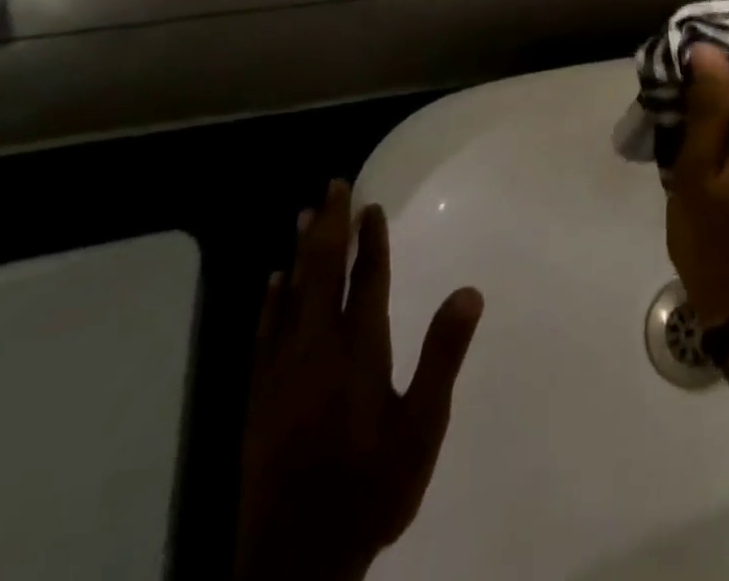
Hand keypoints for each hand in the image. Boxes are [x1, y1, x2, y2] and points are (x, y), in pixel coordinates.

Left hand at [235, 179, 483, 580]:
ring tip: (303, 215)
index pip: (365, 280)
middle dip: (328, 227)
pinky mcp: (259, 398)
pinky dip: (270, 300)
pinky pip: (264, 332)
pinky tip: (271, 282)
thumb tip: (469, 291)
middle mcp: (315, 351)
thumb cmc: (368, 490)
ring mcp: (281, 374)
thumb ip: (442, 358)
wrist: (295, 567)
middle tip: (332, 186)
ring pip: (290, 296)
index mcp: (357, 352)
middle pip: (321, 274)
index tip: (369, 205)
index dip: (369, 241)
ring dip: (299, 252)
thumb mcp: (421, 430)